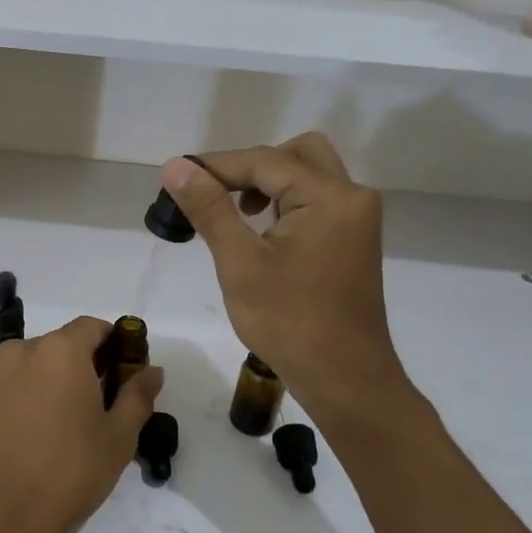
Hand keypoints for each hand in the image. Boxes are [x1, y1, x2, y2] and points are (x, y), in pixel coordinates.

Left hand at [0, 316, 163, 532]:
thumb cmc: (66, 473)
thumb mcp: (117, 439)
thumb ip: (137, 397)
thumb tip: (152, 370)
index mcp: (60, 350)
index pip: (93, 327)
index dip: (115, 345)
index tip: (127, 374)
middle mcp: (22, 351)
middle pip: (64, 344)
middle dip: (87, 365)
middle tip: (106, 405)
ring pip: (38, 366)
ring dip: (58, 382)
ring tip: (75, 424)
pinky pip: (16, 386)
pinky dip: (34, 397)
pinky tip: (44, 434)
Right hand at [162, 134, 412, 419]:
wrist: (344, 379)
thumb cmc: (289, 323)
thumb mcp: (240, 263)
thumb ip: (210, 209)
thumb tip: (176, 167)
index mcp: (330, 197)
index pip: (264, 161)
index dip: (216, 166)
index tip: (175, 177)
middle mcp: (352, 197)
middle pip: (297, 154)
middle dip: (250, 166)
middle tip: (215, 193)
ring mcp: (356, 220)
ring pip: (308, 175)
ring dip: (269, 183)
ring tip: (234, 213)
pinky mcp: (352, 240)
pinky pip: (316, 201)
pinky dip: (285, 202)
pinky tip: (260, 230)